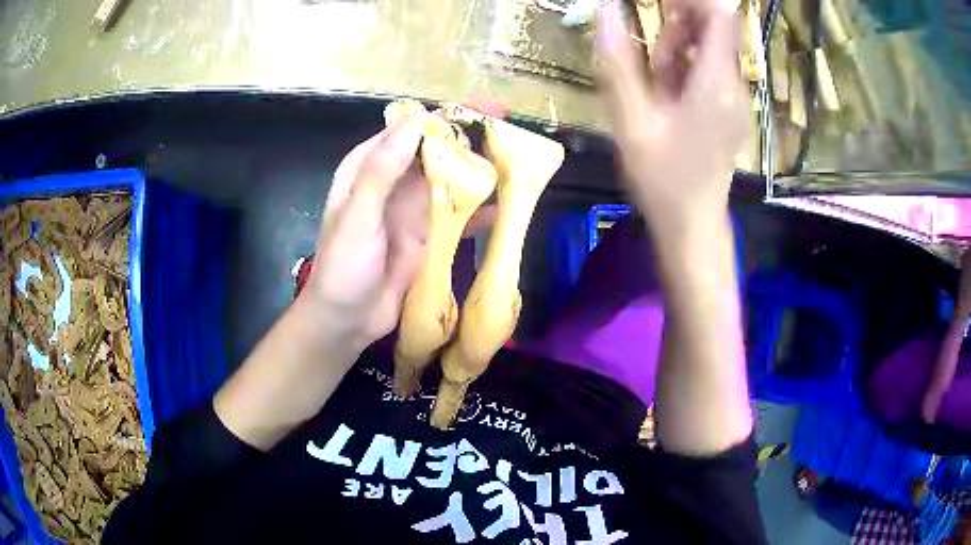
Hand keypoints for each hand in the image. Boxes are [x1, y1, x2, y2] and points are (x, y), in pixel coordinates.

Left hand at [305, 116, 494, 350]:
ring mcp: (413, 208)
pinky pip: (458, 216)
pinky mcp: (429, 235)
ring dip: (479, 170)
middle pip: (435, 151)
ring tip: (517, 161)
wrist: (347, 320)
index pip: (409, 130)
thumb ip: (380, 172)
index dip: (445, 116)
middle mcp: (393, 181)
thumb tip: (412, 123)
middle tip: (510, 130)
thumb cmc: (343, 267)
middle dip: (470, 138)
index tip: (481, 108)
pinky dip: (480, 211)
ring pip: (451, 179)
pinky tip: (506, 207)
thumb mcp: (357, 217)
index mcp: (368, 167)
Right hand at [598, 0, 747, 226]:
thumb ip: (619, 63)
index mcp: (714, 83)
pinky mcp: (728, 109)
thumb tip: (607, 10)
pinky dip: (684, 71)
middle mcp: (732, 85)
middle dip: (676, 29)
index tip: (660, 3)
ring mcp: (733, 99)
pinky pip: (708, 72)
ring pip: (707, 50)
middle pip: (712, 29)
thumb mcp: (632, 122)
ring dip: (676, 52)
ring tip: (655, 88)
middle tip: (649, 60)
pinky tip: (667, 101)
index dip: (693, 0)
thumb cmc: (663, 180)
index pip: (720, 16)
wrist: (694, 227)